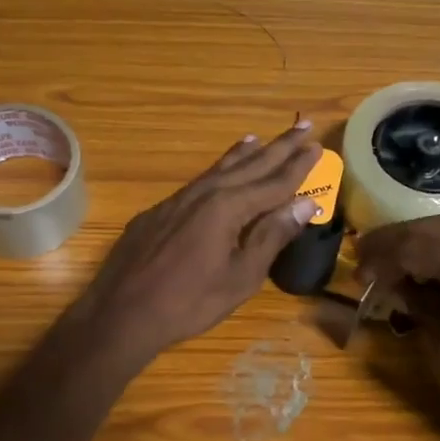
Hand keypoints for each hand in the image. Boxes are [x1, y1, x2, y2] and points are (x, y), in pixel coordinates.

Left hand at [80, 123, 321, 362]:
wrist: (122, 313)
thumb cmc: (190, 302)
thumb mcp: (241, 276)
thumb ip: (272, 236)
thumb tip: (305, 204)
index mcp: (228, 207)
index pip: (273, 182)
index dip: (297, 166)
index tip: (317, 146)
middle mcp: (204, 194)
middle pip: (248, 166)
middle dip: (278, 148)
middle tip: (302, 127)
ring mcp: (176, 201)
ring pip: (218, 170)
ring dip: (243, 155)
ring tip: (259, 139)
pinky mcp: (157, 213)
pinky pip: (196, 183)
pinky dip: (215, 173)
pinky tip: (216, 176)